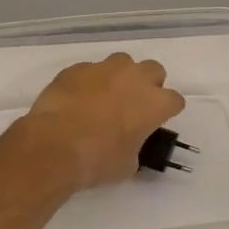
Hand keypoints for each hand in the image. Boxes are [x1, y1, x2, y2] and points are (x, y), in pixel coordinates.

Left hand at [10, 53, 185, 191]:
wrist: (54, 146)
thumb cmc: (97, 160)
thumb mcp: (127, 165)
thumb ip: (135, 148)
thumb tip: (128, 146)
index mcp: (155, 103)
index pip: (174, 100)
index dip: (166, 111)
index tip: (155, 122)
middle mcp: (134, 78)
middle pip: (153, 70)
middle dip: (147, 84)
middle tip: (133, 104)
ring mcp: (104, 69)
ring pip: (122, 62)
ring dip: (119, 77)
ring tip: (105, 97)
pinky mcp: (76, 68)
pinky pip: (90, 70)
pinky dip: (89, 81)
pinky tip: (77, 99)